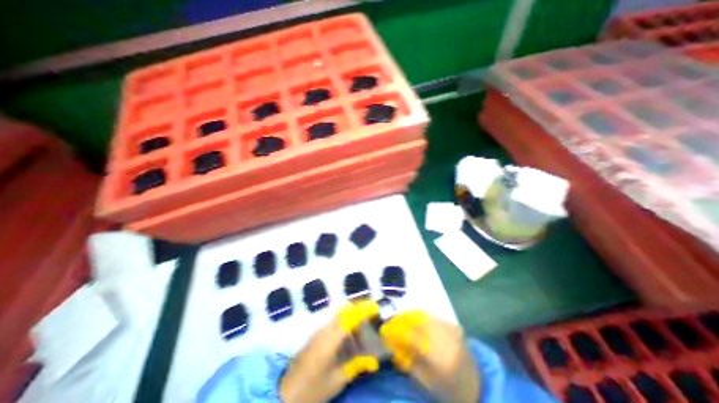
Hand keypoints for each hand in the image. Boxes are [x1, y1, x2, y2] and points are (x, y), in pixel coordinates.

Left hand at [280, 303, 381, 402]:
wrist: (284, 394)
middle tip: (369, 327)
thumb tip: (374, 360)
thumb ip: (357, 365)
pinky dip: (344, 328)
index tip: (376, 308)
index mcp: (331, 338)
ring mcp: (319, 331)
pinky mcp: (316, 336)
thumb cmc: (312, 389)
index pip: (351, 316)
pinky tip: (347, 345)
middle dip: (359, 314)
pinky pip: (334, 324)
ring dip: (351, 322)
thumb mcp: (337, 380)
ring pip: (340, 317)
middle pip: (345, 311)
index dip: (364, 310)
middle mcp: (325, 329)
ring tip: (359, 342)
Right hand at [379, 312, 478, 402]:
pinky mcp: (454, 325)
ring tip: (400, 319)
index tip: (384, 331)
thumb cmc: (450, 391)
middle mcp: (445, 338)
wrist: (478, 387)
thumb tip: (394, 345)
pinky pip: (433, 316)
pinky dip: (421, 316)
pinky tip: (415, 321)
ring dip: (410, 315)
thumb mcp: (426, 383)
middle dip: (401, 319)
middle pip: (417, 320)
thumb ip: (409, 362)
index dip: (396, 332)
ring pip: (425, 314)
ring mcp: (451, 329)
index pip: (411, 337)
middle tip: (391, 322)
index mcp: (439, 357)